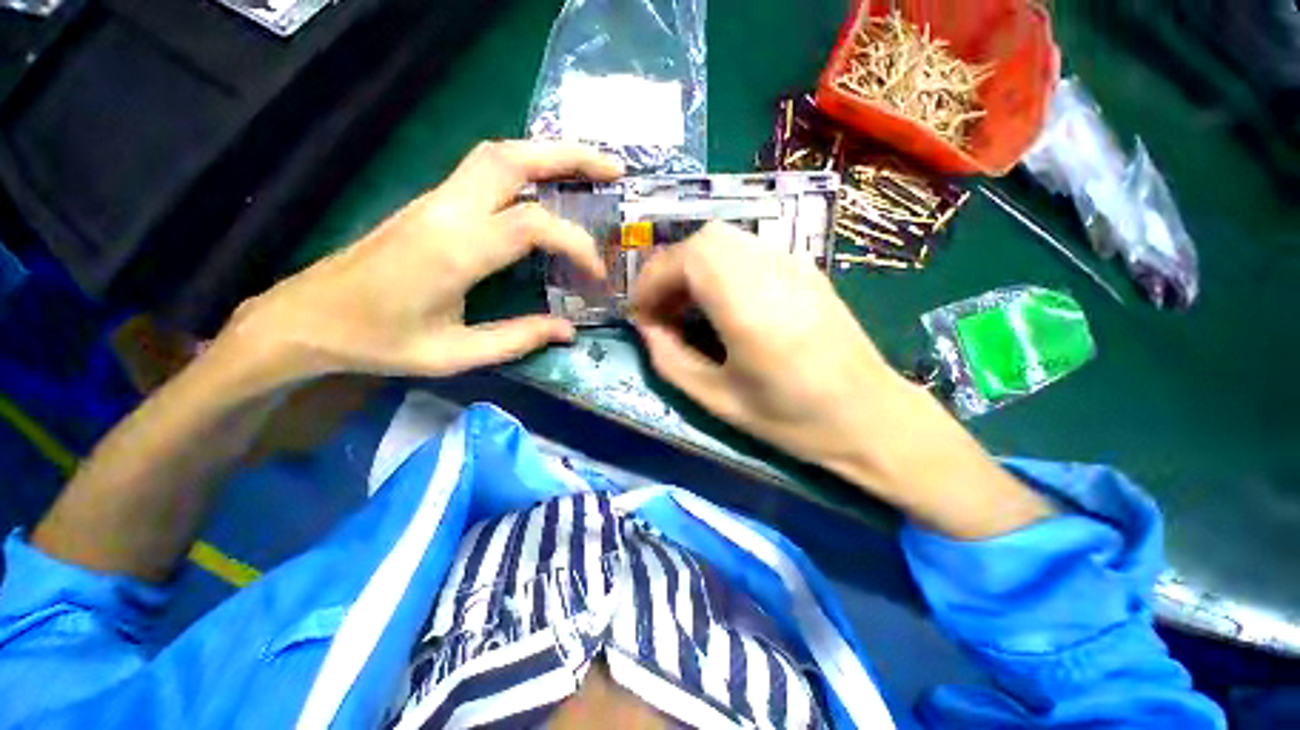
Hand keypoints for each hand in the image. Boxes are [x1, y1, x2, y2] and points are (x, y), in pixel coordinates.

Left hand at [222, 140, 622, 386]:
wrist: (308, 317)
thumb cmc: (379, 341)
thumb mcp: (455, 354)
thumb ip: (518, 339)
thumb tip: (568, 331)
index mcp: (454, 250)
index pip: (532, 225)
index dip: (576, 244)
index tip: (597, 274)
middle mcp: (447, 211)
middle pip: (512, 158)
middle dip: (569, 156)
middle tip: (614, 170)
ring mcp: (436, 200)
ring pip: (497, 154)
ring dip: (547, 154)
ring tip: (589, 170)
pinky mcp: (431, 203)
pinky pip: (485, 170)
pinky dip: (526, 168)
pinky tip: (547, 186)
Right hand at [632, 223, 1052, 538]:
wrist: (871, 417)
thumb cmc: (793, 419)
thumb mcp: (718, 400)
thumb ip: (670, 360)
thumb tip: (647, 328)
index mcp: (749, 306)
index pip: (686, 259)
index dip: (651, 281)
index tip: (640, 314)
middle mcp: (772, 270)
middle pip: (703, 240)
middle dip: (670, 271)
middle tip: (662, 310)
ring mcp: (794, 264)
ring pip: (725, 240)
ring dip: (693, 266)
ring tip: (686, 307)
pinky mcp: (805, 268)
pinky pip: (748, 250)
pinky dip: (719, 266)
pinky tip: (721, 301)